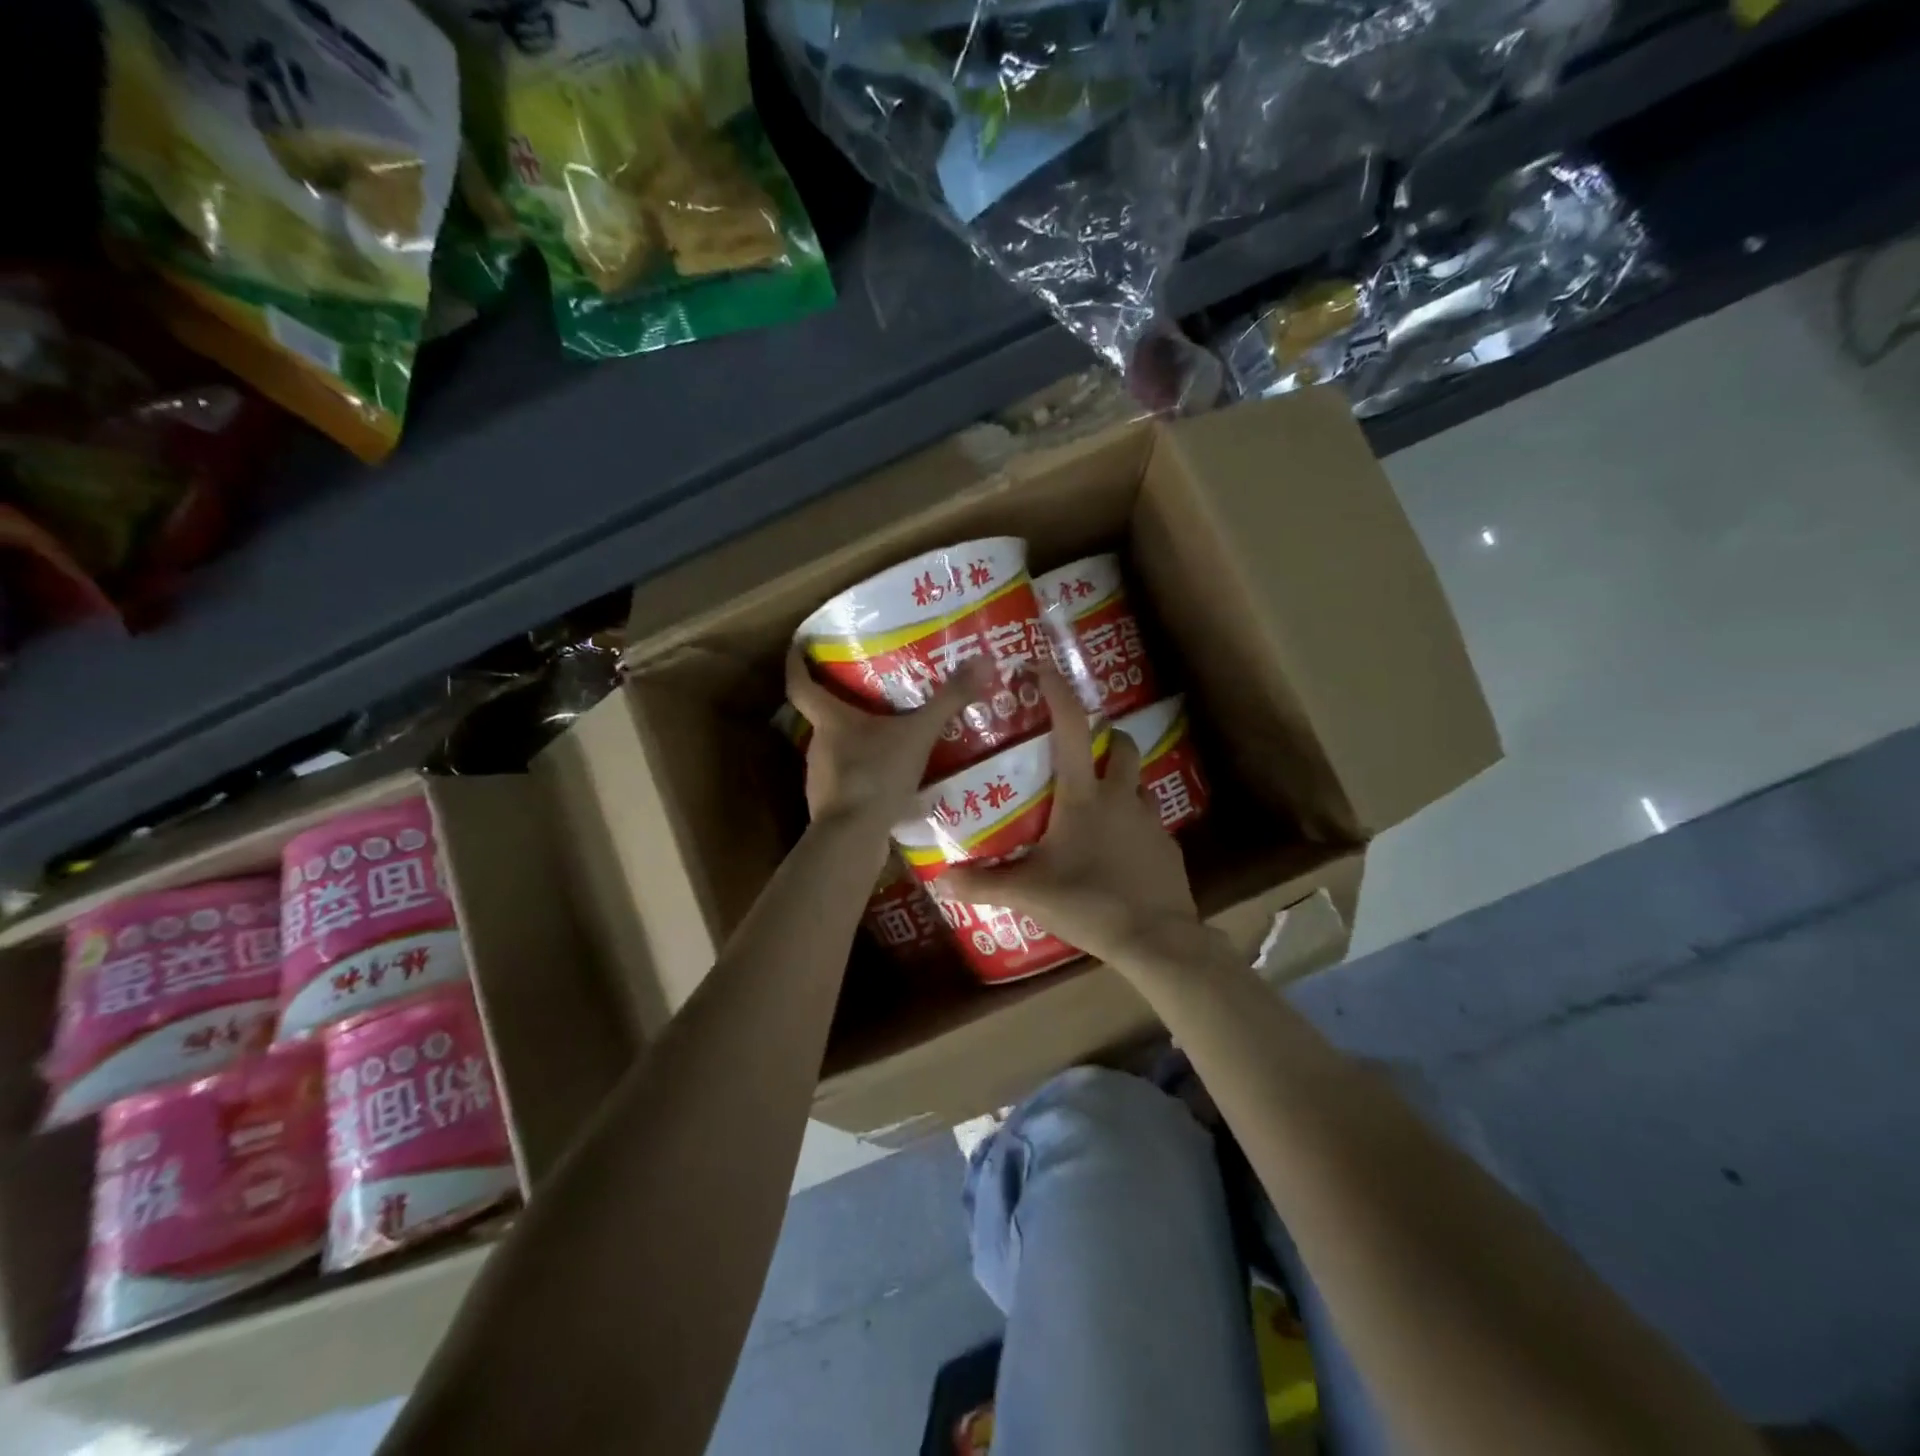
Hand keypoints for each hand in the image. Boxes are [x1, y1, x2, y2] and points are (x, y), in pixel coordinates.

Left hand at [785, 645, 991, 828]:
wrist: (853, 839)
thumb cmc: (876, 776)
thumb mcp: (918, 735)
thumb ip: (949, 701)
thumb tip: (984, 661)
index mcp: (830, 720)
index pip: (800, 683)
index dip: (797, 661)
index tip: (800, 644)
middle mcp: (818, 745)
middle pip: (823, 716)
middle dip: (843, 702)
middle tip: (872, 690)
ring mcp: (822, 778)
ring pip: (838, 749)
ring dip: (858, 742)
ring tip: (890, 734)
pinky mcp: (834, 806)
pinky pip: (850, 780)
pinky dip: (867, 774)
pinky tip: (893, 779)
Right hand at [944, 665, 1201, 967]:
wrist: (1156, 939)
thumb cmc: (1088, 903)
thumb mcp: (1029, 894)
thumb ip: (984, 884)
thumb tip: (940, 880)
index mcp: (1083, 797)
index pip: (1071, 728)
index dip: (1058, 693)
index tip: (1043, 669)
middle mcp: (1120, 797)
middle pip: (1120, 745)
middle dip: (1104, 736)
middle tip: (1081, 749)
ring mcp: (1149, 820)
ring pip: (1137, 782)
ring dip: (1119, 780)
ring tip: (1096, 804)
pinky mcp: (1167, 846)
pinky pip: (1148, 821)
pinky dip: (1131, 823)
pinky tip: (1117, 850)